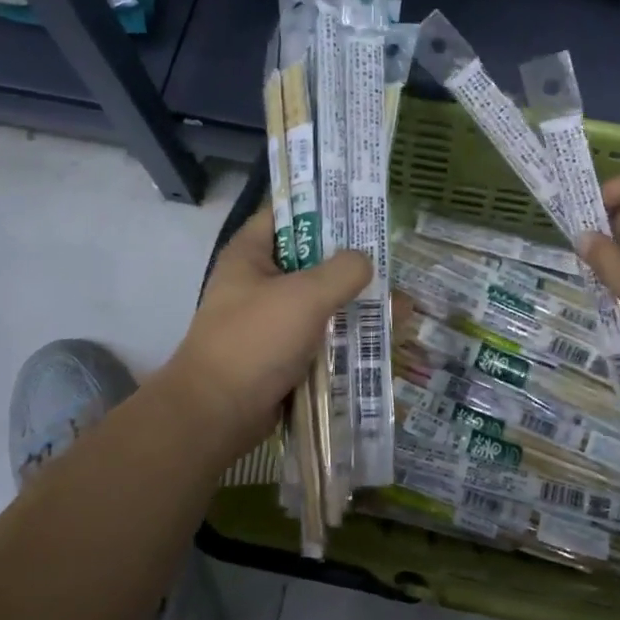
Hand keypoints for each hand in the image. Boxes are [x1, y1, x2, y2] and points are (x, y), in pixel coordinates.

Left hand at [163, 205, 370, 458]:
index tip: (361, 207)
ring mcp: (270, 319)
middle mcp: (258, 281)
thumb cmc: (255, 341)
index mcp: (250, 254)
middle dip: (352, 262)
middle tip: (393, 260)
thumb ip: (342, 271)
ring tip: (402, 305)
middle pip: (311, 259)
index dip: (322, 205)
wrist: (217, 414)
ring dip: (355, 303)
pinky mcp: (281, 353)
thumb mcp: (305, 296)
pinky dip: (346, 335)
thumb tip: (365, 262)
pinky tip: (383, 337)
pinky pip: (320, 335)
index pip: (286, 212)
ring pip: (320, 300)